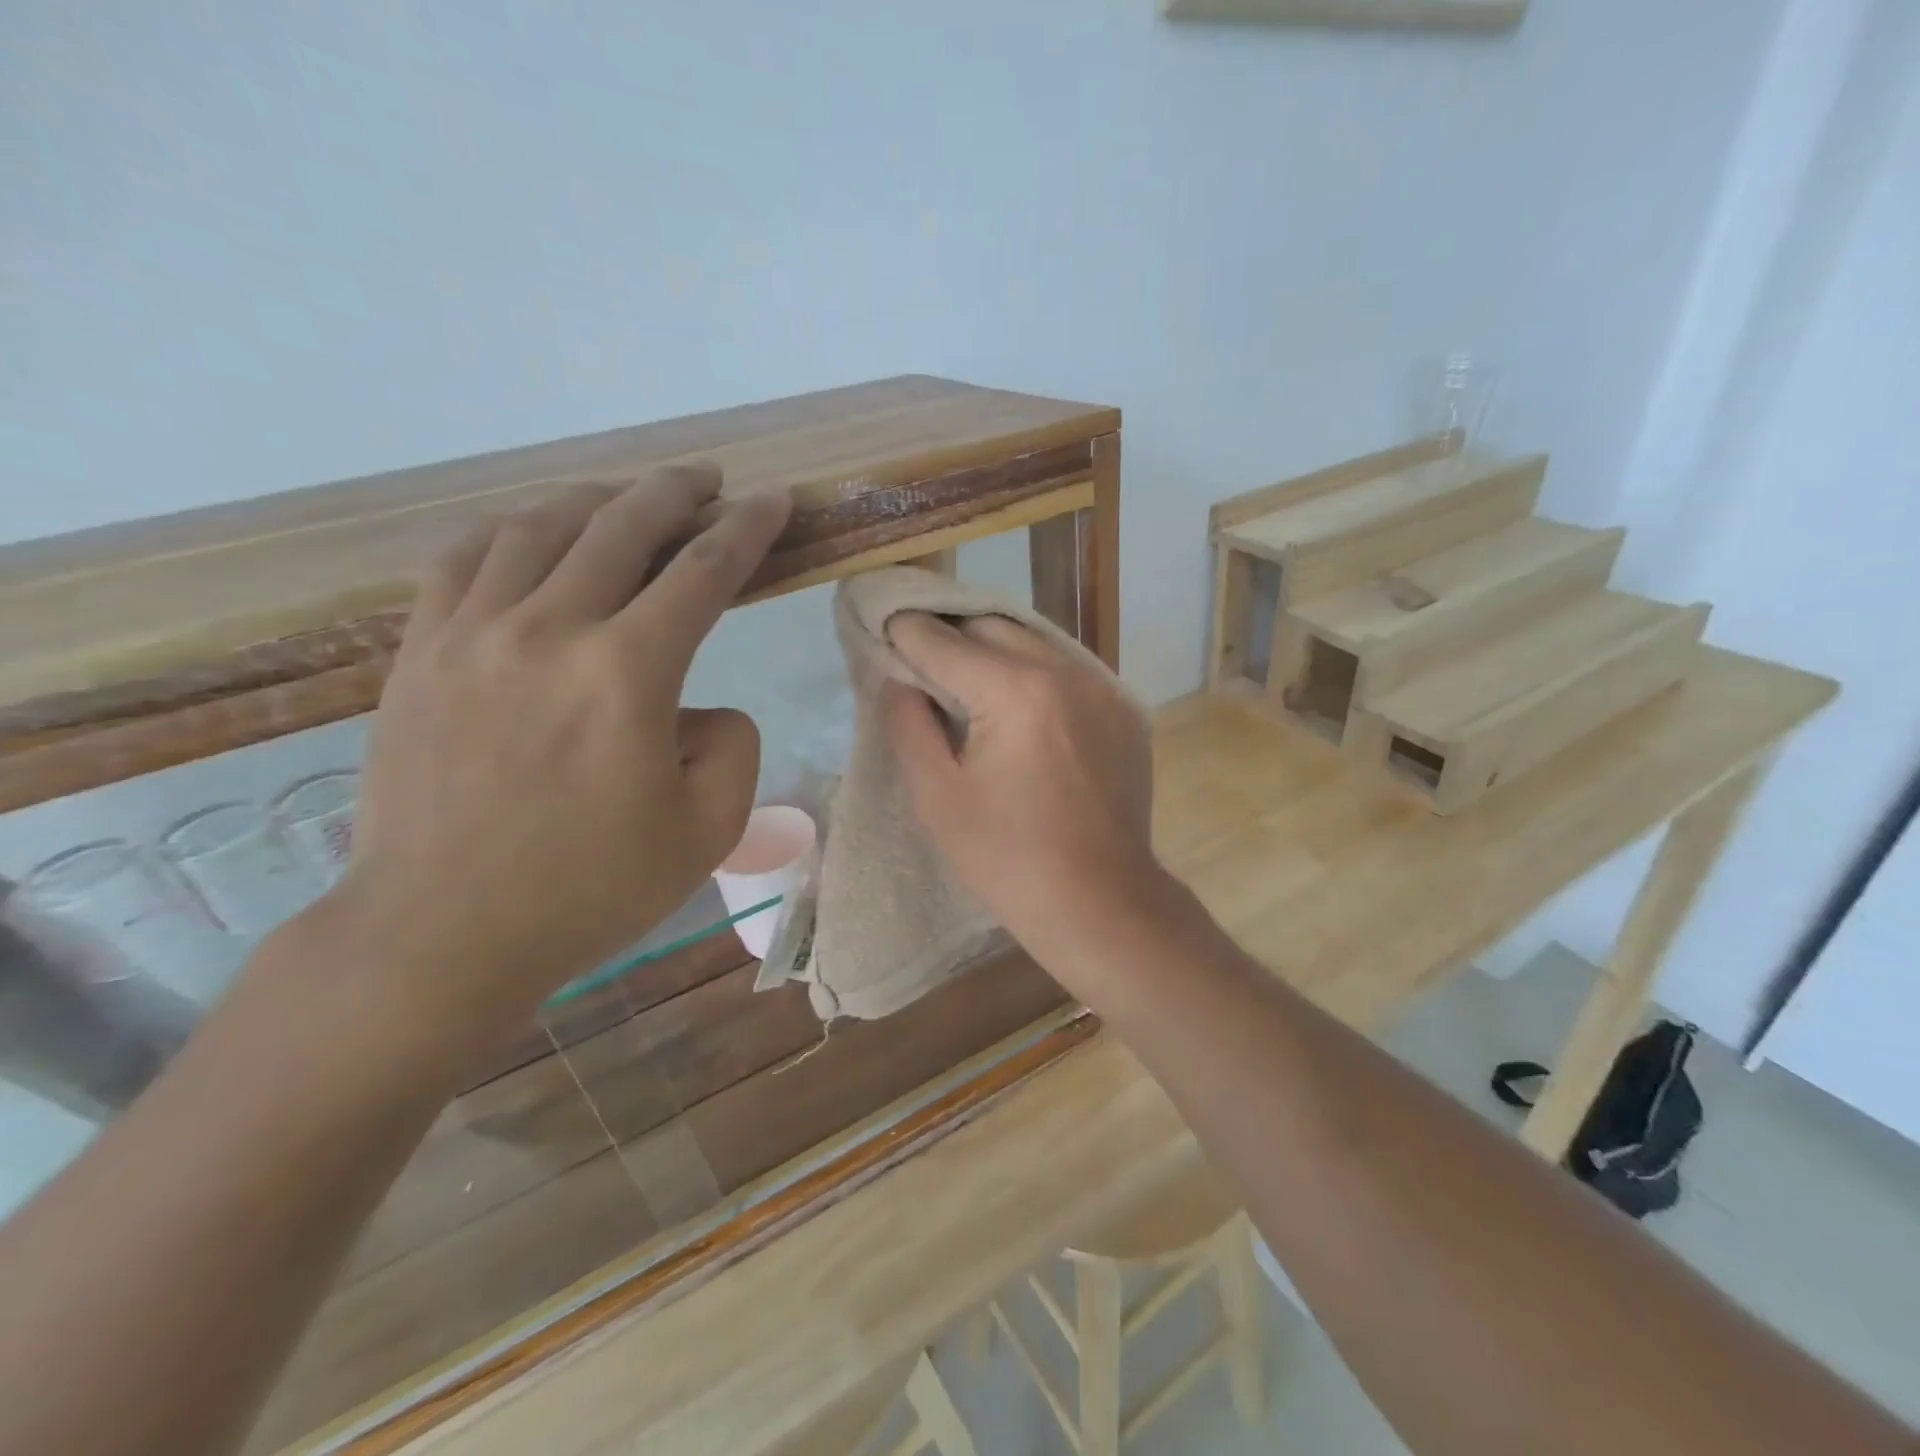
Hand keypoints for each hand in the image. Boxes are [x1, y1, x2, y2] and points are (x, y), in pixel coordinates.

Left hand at [303, 465, 789, 1063]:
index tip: (773, 501)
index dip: (748, 530)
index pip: (704, 572)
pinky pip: (464, 559)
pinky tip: (532, 533)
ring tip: (626, 499)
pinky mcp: (420, 654)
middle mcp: (549, 629)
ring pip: (539, 528)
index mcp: (628, 672)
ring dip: (596, 501)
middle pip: (621, 526)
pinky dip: (510, 530)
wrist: (442, 931)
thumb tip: (696, 709)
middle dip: (676, 493)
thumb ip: (731, 746)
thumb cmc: (590, 888)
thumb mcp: (708, 828)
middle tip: (707, 481)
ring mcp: (472, 634)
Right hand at [882, 614, 1169, 995]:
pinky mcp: (1125, 708)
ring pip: (1032, 640)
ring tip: (963, 679)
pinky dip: (1033, 672)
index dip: (903, 632)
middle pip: (989, 626)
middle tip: (918, 660)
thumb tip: (896, 676)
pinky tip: (1017, 705)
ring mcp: (1104, 686)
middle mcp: (1065, 671)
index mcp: (1015, 691)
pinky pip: (1067, 668)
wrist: (1102, 903)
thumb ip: (908, 723)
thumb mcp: (938, 796)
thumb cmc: (1009, 860)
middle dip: (947, 634)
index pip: (942, 640)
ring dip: (991, 648)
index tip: (878, 629)